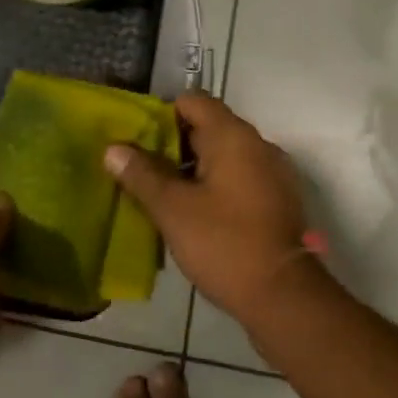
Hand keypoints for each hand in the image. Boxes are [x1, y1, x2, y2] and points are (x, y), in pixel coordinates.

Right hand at [103, 93, 314, 324]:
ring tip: (164, 194)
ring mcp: (273, 173)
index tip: (139, 139)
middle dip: (175, 145)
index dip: (164, 113)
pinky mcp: (278, 200)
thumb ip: (142, 175)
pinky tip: (196, 214)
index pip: (194, 101)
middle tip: (144, 170)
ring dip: (195, 168)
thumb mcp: (173, 209)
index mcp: (234, 136)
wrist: (284, 296)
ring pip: (225, 155)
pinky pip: (241, 177)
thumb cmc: (225, 243)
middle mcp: (258, 144)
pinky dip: (217, 185)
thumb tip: (113, 148)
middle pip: (210, 127)